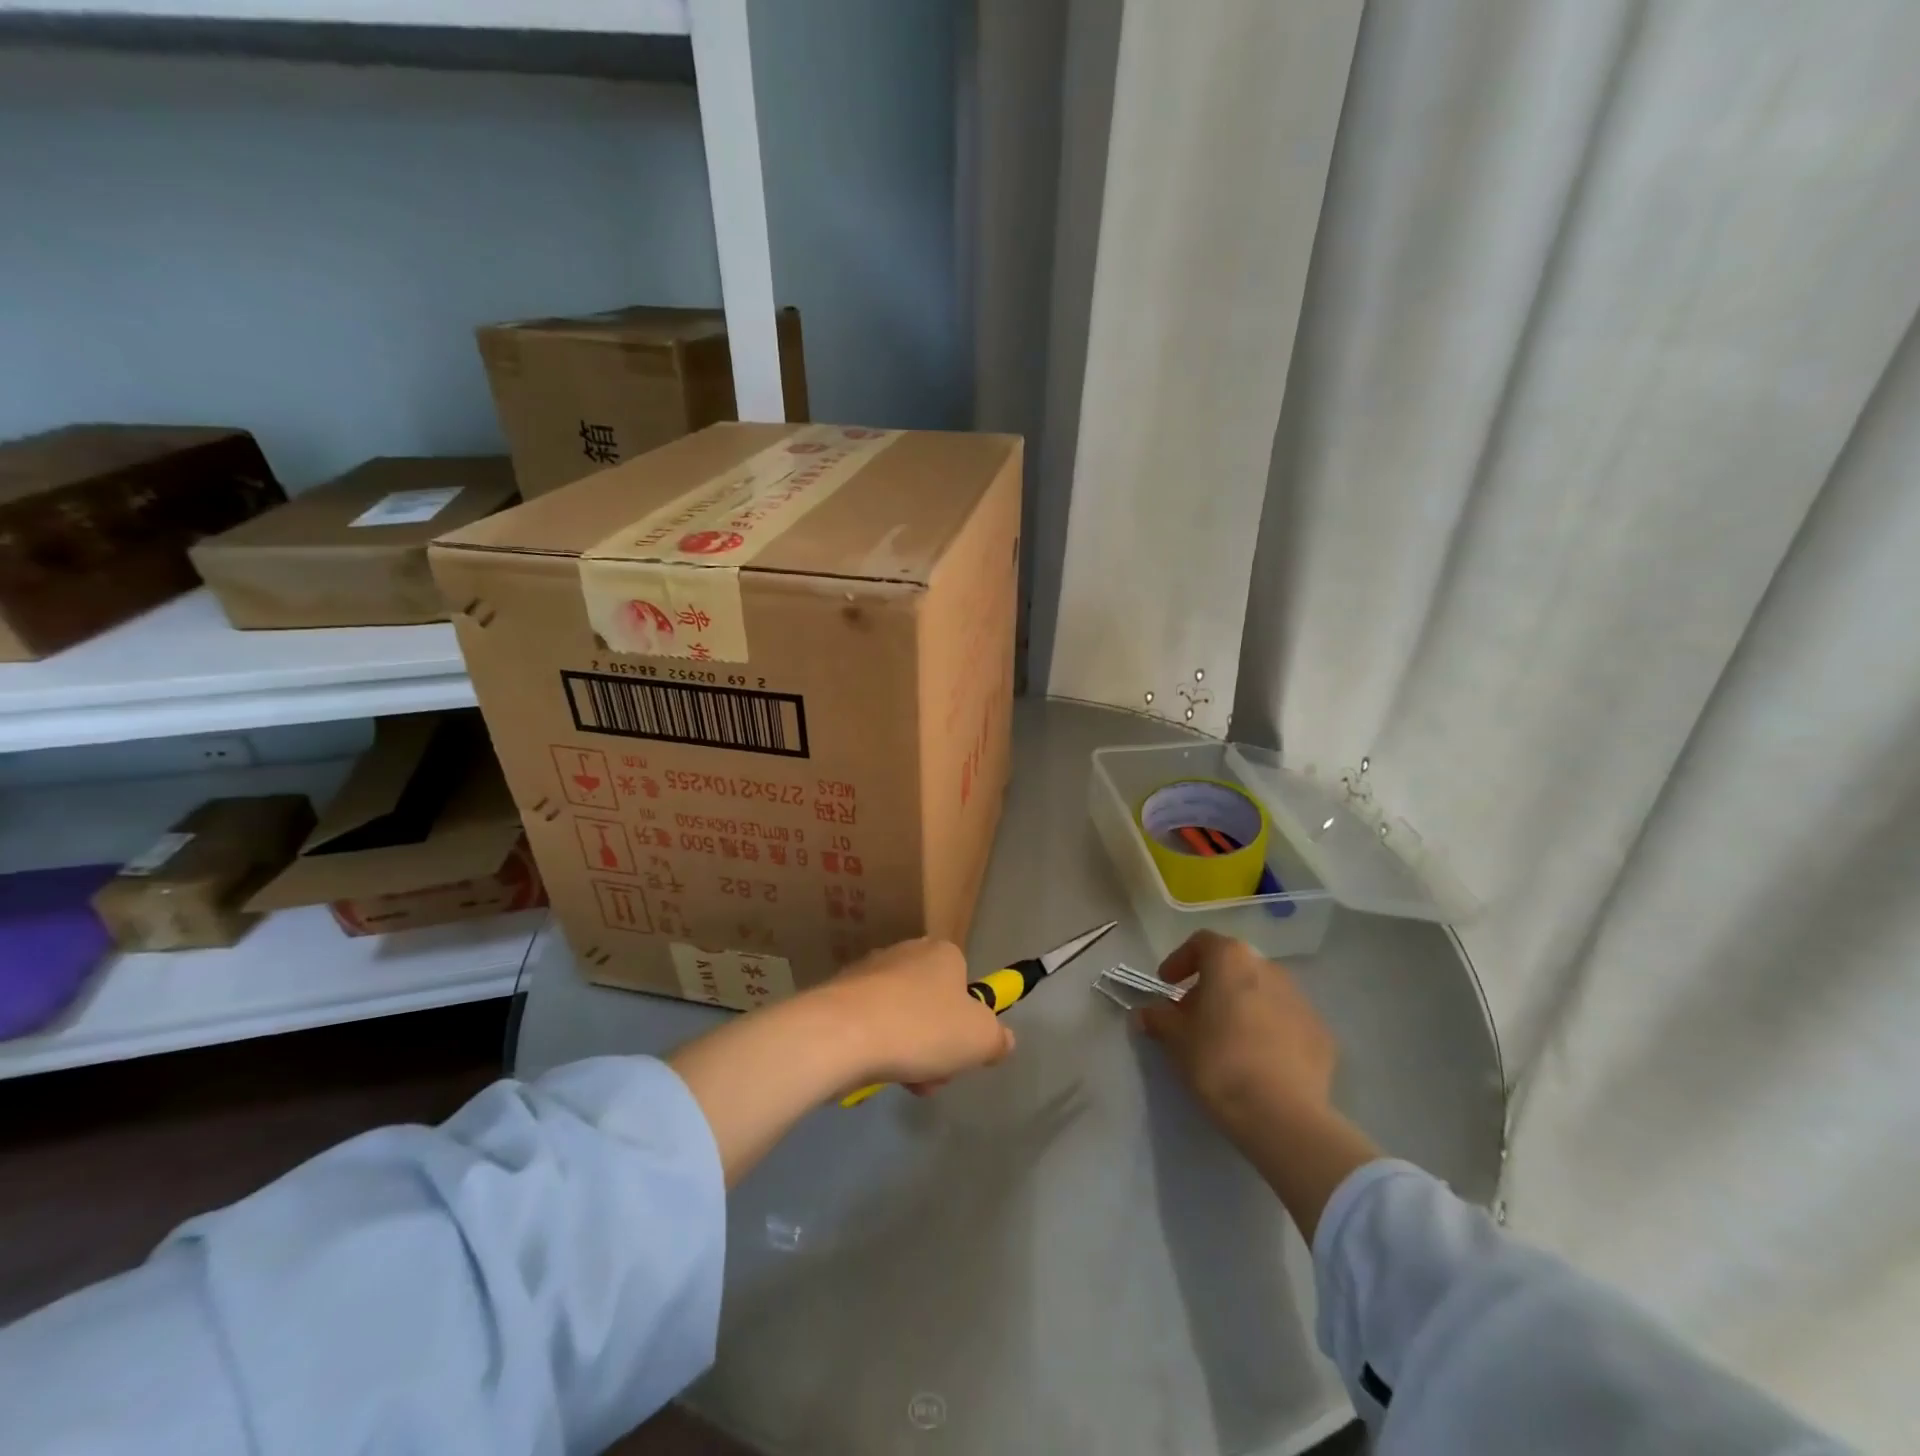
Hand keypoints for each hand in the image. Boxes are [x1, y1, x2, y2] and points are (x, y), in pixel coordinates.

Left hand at [818, 938, 1013, 1092]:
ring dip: (908, 1051)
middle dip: (936, 1043)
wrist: (842, 1034)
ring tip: (902, 1079)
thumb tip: (1003, 1039)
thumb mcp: (980, 1039)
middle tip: (933, 1073)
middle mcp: (906, 952)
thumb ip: (998, 1039)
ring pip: (901, 1018)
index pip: (964, 983)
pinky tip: (872, 1071)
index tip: (961, 1052)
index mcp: (942, 952)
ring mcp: (868, 972)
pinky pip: (869, 1025)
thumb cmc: (922, 1027)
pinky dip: (875, 1048)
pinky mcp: (838, 996)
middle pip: (932, 1004)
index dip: (967, 1021)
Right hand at [1136, 930, 1336, 1133]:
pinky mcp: (1322, 1033)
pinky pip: (1287, 1021)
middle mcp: (1269, 969)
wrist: (1283, 1115)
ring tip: (1228, 1040)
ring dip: (1242, 1006)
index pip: (1202, 943)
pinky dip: (1270, 1031)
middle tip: (1194, 1016)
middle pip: (1234, 967)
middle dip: (1212, 986)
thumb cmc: (1218, 1062)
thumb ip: (1158, 1019)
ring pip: (1263, 992)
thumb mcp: (1176, 1040)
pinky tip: (1259, 1061)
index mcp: (1231, 960)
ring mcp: (1301, 1000)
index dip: (1180, 961)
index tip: (1168, 986)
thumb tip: (1144, 1013)